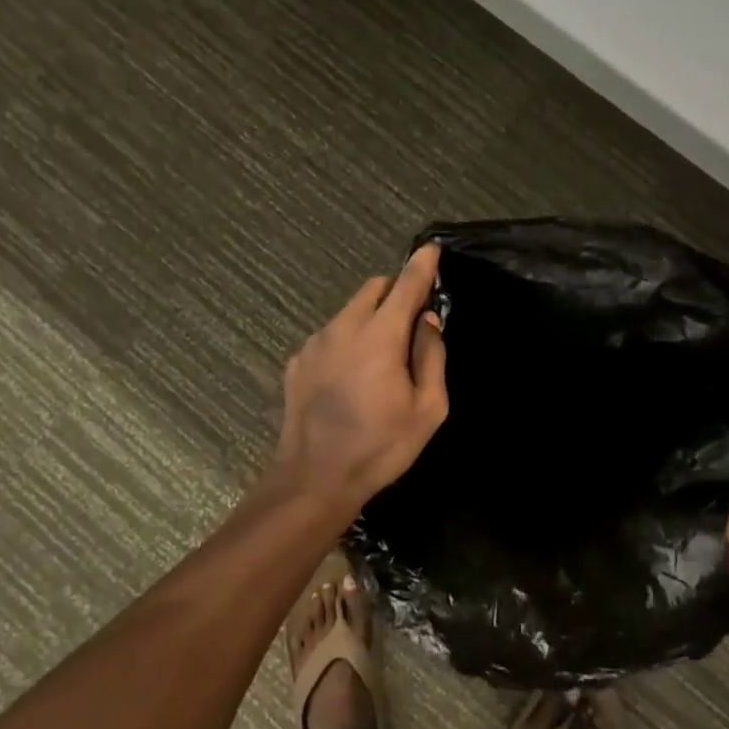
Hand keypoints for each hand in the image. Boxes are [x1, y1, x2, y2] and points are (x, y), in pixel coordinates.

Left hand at [272, 244, 448, 510]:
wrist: (314, 479)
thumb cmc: (379, 447)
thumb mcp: (427, 409)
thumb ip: (431, 357)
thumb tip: (427, 321)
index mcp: (379, 336)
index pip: (406, 285)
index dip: (422, 265)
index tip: (432, 249)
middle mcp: (343, 328)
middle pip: (373, 289)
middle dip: (396, 294)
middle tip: (411, 326)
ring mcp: (314, 343)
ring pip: (349, 312)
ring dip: (371, 319)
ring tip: (380, 361)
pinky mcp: (297, 361)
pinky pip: (330, 336)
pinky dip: (347, 342)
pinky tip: (350, 380)